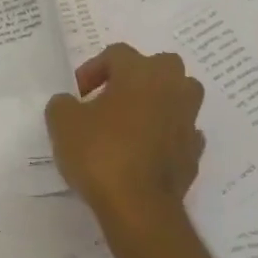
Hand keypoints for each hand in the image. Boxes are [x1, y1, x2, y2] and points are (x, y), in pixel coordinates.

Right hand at [46, 43, 205, 218]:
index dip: (93, 69)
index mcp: (141, 72)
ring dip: (157, 103)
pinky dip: (165, 136)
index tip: (77, 94)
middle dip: (135, 77)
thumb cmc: (99, 153)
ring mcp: (189, 120)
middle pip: (159, 66)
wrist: (138, 205)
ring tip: (131, 124)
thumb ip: (62, 104)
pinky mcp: (195, 152)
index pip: (117, 53)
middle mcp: (173, 88)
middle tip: (110, 99)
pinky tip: (145, 151)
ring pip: (178, 96)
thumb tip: (69, 103)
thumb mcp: (62, 123)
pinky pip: (180, 132)